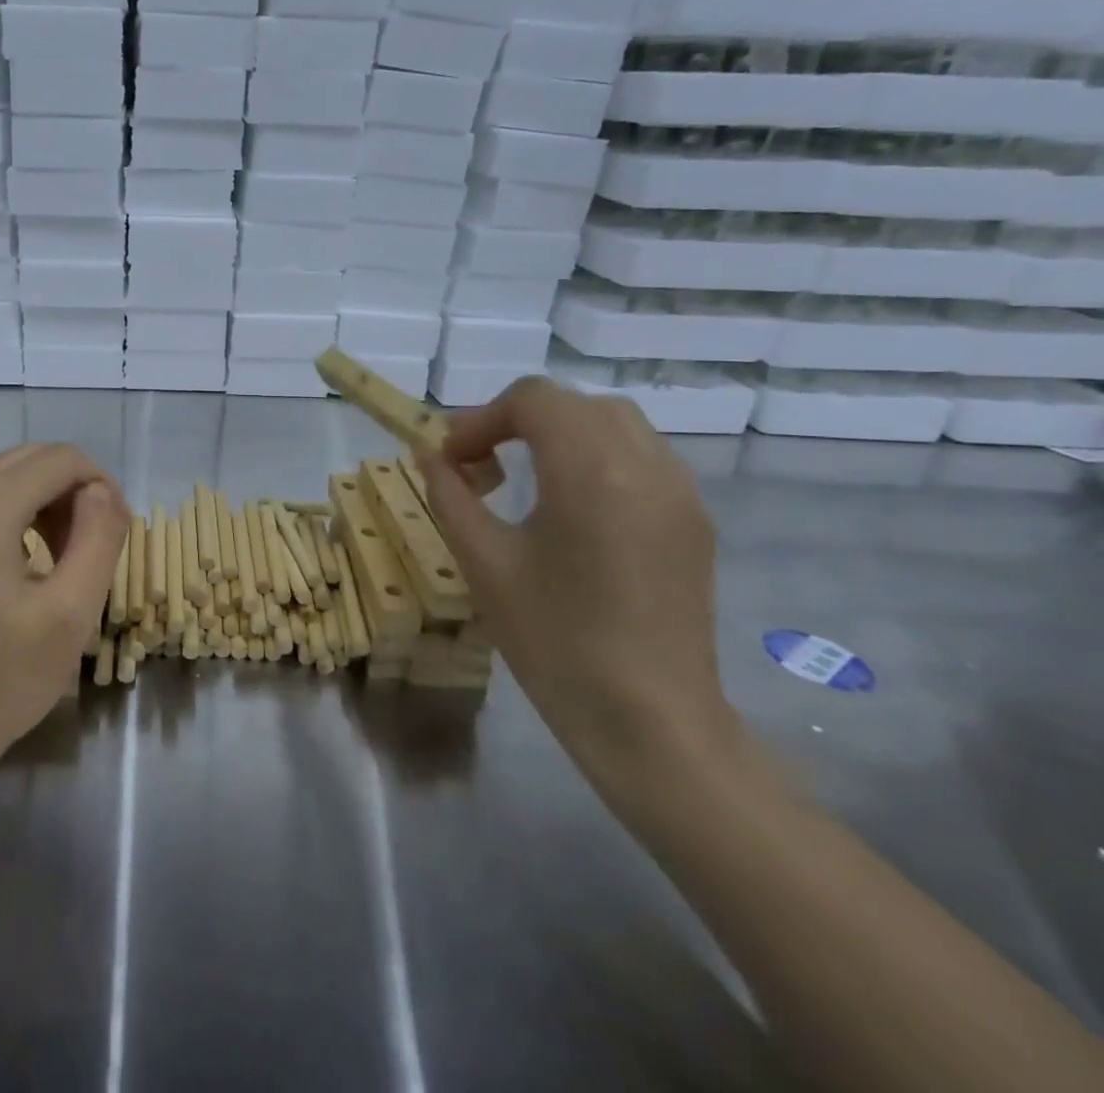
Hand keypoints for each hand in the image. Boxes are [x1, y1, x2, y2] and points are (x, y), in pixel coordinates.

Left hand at [0, 445, 129, 789]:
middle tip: (90, 548)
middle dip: (71, 491)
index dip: (100, 484)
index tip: (116, 532)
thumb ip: (99, 536)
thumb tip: (101, 491)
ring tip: (59, 559)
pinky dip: (8, 515)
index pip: (59, 459)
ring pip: (2, 477)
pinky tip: (18, 564)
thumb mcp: (71, 613)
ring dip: (41, 502)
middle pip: (29, 460)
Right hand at [415, 378, 732, 791]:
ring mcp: (680, 493)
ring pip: (614, 424)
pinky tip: (572, 506)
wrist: (649, 721)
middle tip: (480, 464)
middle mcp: (647, 466)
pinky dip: (596, 457)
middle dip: (519, 421)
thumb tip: (427, 454)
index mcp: (592, 472)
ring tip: (524, 479)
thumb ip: (450, 495)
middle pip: (575, 404)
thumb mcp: (484, 563)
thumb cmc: (554, 641)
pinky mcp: (694, 521)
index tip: (451, 458)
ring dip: (560, 434)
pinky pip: (642, 457)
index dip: (482, 418)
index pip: (535, 399)